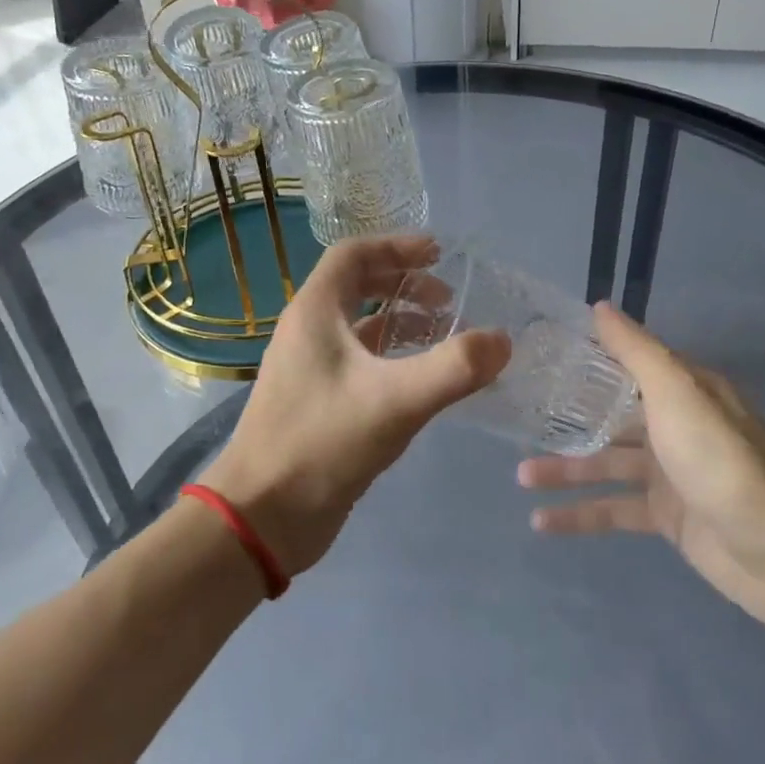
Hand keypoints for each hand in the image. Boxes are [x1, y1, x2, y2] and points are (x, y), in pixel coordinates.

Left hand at [199, 235, 510, 576]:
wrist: (262, 517)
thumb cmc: (321, 444)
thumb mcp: (395, 401)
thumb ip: (453, 369)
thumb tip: (502, 340)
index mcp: (314, 312)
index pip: (353, 254)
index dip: (397, 246)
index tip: (439, 253)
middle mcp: (308, 332)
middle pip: (357, 286)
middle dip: (405, 285)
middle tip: (448, 300)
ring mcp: (310, 369)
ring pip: (360, 328)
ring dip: (401, 323)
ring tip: (444, 336)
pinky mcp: (318, 403)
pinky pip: (360, 363)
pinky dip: (393, 359)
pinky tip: (422, 382)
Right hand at [518, 302, 764, 635]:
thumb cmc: (722, 461)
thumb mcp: (676, 394)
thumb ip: (636, 352)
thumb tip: (599, 306)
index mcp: (681, 390)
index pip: (625, 365)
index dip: (585, 360)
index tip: (539, 357)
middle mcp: (675, 426)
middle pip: (610, 416)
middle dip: (567, 419)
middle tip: (518, 421)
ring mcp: (671, 474)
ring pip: (606, 464)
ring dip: (566, 469)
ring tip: (520, 476)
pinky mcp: (668, 518)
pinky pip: (614, 510)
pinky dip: (580, 514)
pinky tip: (541, 522)